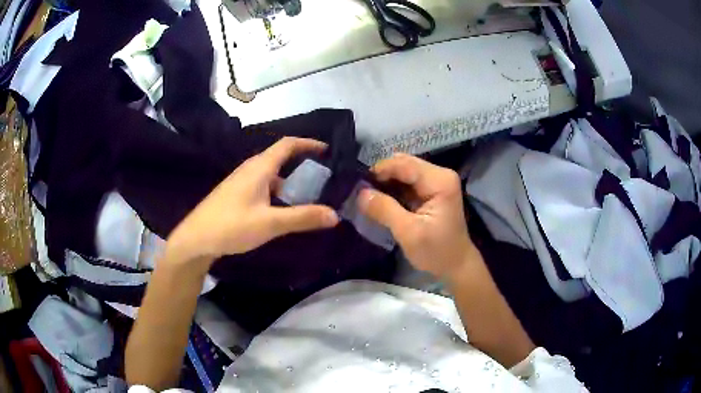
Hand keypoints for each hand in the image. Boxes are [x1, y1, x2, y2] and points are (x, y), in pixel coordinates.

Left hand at [165, 137, 339, 266]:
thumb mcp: (270, 224)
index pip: (287, 144)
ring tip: (308, 194)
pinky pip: (263, 185)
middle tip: (323, 176)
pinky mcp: (235, 194)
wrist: (195, 239)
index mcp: (259, 168)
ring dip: (290, 180)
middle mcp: (250, 169)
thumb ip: (302, 218)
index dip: (308, 143)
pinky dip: (278, 190)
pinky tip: (282, 208)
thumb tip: (335, 215)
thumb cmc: (231, 226)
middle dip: (302, 163)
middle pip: (280, 157)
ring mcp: (241, 181)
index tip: (327, 151)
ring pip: (271, 173)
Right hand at [358, 153, 473, 277]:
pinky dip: (392, 189)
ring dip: (385, 182)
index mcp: (439, 180)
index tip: (358, 184)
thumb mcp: (409, 233)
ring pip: (403, 172)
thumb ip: (385, 210)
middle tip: (360, 191)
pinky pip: (406, 182)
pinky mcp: (430, 191)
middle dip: (382, 176)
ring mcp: (436, 181)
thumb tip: (360, 193)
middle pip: (403, 164)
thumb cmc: (436, 251)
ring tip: (367, 195)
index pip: (404, 164)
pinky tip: (380, 200)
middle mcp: (439, 174)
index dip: (379, 170)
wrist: (456, 265)